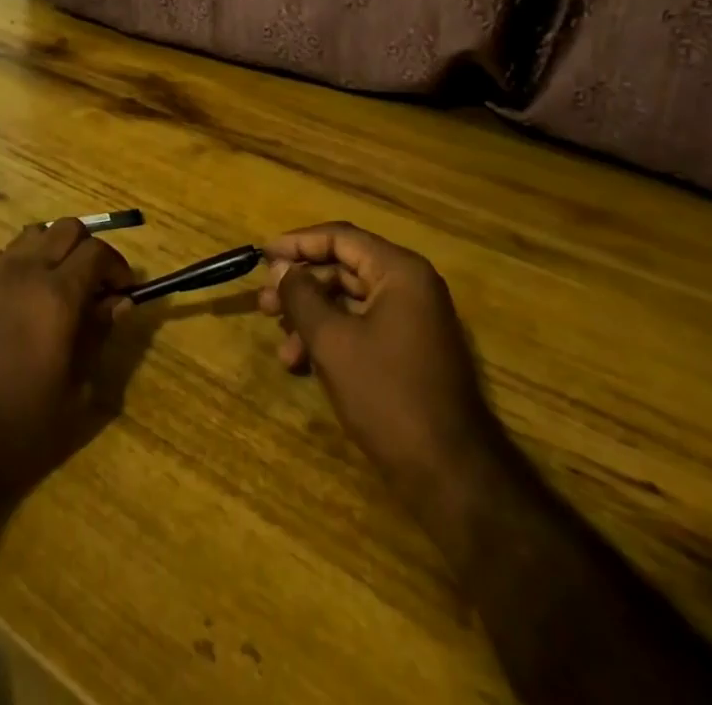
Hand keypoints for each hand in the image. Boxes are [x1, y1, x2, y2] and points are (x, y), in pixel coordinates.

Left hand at [0, 220, 134, 504]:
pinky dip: (22, 262)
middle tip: (97, 285)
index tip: (124, 291)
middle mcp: (25, 272)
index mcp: (57, 295)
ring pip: (33, 234)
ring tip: (61, 285)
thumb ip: (98, 336)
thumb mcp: (74, 392)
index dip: (117, 266)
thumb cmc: (18, 429)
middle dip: (89, 249)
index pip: (97, 252)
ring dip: (54, 249)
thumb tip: (118, 302)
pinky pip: (2, 255)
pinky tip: (23, 297)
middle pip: (67, 229)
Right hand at [260, 223, 504, 522]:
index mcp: (399, 271)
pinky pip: (363, 327)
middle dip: (301, 286)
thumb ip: (302, 296)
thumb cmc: (387, 395)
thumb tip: (281, 268)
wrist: (449, 473)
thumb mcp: (332, 341)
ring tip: (281, 344)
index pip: (341, 238)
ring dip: (312, 317)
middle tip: (263, 304)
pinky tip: (303, 364)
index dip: (298, 243)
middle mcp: (410, 286)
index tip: (262, 255)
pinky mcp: (410, 351)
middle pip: (344, 268)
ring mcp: (413, 320)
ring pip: (350, 302)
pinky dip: (332, 338)